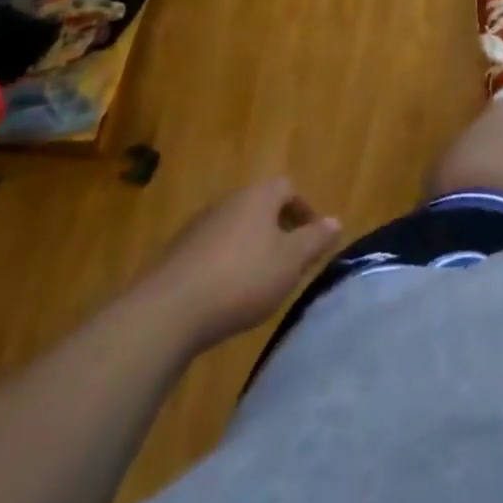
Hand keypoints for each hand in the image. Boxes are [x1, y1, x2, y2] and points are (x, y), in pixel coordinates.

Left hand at [139, 177, 342, 351]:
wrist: (166, 314)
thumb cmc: (242, 278)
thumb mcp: (291, 261)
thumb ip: (315, 239)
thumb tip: (336, 221)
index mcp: (258, 196)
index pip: (288, 189)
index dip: (303, 211)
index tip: (311, 240)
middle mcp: (228, 202)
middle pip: (260, 207)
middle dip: (277, 230)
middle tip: (287, 262)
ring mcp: (197, 227)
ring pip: (234, 230)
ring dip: (249, 248)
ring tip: (257, 283)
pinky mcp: (175, 256)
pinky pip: (210, 253)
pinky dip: (223, 266)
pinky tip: (223, 297)